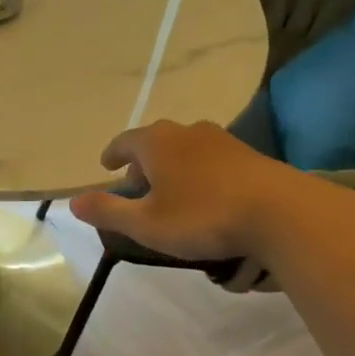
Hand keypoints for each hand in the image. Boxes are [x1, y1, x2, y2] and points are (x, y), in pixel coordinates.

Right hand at [68, 120, 286, 260]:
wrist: (280, 212)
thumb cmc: (202, 216)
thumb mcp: (146, 223)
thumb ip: (108, 212)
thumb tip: (74, 202)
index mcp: (157, 143)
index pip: (125, 141)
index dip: (112, 154)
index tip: (106, 167)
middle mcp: (187, 132)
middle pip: (155, 142)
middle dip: (142, 162)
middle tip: (137, 187)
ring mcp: (221, 140)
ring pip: (185, 149)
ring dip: (172, 167)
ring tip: (171, 193)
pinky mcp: (248, 155)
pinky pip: (210, 159)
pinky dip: (198, 172)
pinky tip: (205, 196)